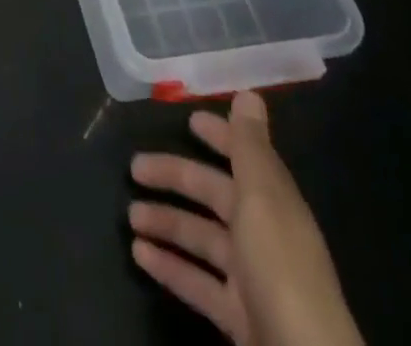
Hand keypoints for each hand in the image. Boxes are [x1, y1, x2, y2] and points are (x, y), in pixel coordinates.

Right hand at [129, 93, 363, 345]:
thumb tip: (249, 93)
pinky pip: (198, 283)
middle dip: (176, 178)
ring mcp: (252, 279)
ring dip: (166, 223)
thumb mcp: (263, 198)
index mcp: (273, 202)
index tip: (188, 120)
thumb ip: (250, 146)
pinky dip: (170, 266)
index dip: (219, 136)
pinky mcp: (238, 317)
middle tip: (134, 167)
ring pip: (201, 239)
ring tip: (130, 216)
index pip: (243, 157)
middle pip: (214, 195)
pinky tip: (140, 255)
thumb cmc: (280, 268)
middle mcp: (263, 234)